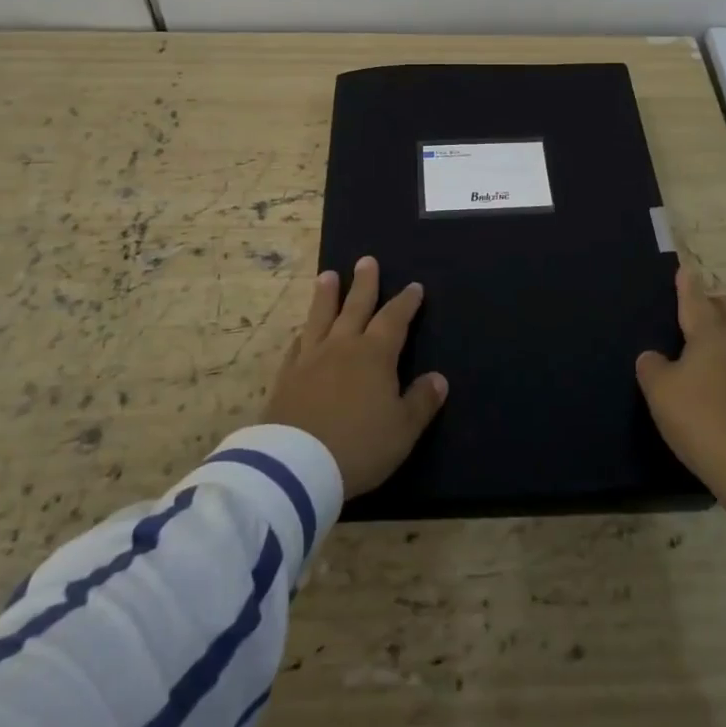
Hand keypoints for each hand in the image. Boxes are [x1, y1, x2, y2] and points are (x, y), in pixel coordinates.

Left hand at [263, 256, 448, 497]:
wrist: (297, 465)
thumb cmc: (359, 445)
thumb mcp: (402, 430)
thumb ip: (421, 401)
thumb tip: (438, 378)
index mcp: (375, 354)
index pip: (394, 319)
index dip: (406, 302)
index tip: (414, 287)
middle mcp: (343, 346)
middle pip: (356, 307)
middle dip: (364, 284)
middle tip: (366, 260)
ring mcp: (311, 359)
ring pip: (321, 317)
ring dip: (326, 296)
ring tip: (328, 275)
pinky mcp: (286, 377)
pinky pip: (296, 346)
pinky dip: (303, 334)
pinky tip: (302, 332)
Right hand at [636, 266, 725, 519]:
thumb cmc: (701, 419)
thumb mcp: (660, 392)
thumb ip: (652, 367)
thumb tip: (653, 356)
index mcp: (710, 333)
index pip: (696, 299)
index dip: (687, 284)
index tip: (685, 268)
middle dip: (716, 302)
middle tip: (699, 311)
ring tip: (716, 344)